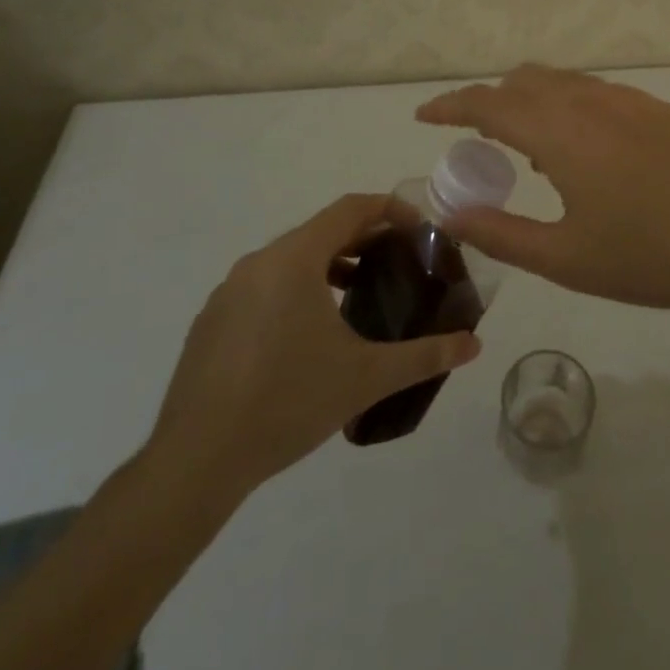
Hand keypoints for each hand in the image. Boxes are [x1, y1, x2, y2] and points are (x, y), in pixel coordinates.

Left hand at [145, 195, 481, 500]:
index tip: (419, 229)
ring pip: (291, 257)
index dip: (390, 209)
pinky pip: (265, 284)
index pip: (351, 208)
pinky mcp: (212, 320)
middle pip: (322, 229)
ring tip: (360, 294)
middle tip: (399, 262)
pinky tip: (309, 334)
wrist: (195, 461)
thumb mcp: (366, 377)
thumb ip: (424, 355)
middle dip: (364, 239)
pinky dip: (296, 288)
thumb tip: (474, 345)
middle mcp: (260, 261)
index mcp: (295, 258)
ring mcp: (229, 290)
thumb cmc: (287, 402)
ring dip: (330, 264)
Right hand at [417, 66, 669, 318]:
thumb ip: (501, 233)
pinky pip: (596, 92)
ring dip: (532, 101)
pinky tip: (584, 151)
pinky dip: (569, 105)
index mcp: (561, 132)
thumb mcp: (566, 258)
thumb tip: (451, 214)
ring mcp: (629, 100)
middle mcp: (590, 101)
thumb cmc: (650, 256)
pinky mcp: (658, 109)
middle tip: (477, 140)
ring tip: (529, 149)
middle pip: (523, 81)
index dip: (450, 105)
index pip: (488, 102)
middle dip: (490, 101)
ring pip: (562, 81)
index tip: (424, 116)